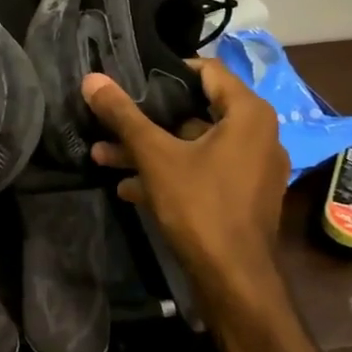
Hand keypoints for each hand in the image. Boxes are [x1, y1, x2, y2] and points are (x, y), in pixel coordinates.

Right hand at [85, 58, 289, 291]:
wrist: (234, 281)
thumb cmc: (200, 206)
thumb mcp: (155, 156)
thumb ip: (124, 115)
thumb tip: (92, 79)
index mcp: (248, 115)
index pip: (208, 71)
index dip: (168, 70)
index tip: (133, 77)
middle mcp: (258, 135)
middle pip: (196, 111)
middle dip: (148, 118)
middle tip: (111, 118)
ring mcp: (252, 169)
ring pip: (194, 146)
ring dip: (150, 149)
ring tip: (104, 156)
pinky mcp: (243, 196)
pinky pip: (203, 171)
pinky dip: (170, 173)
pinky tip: (129, 187)